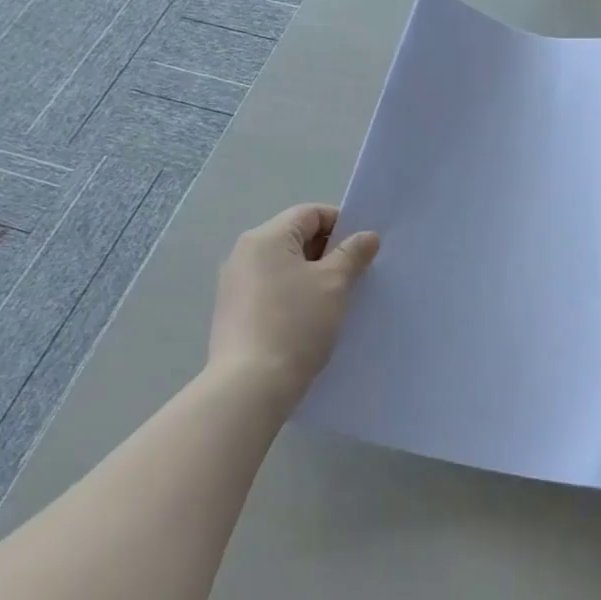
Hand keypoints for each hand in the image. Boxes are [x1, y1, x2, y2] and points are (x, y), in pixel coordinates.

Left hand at [210, 204, 379, 401]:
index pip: (310, 214)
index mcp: (265, 238)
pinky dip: (296, 295)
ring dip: (314, 276)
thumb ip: (352, 254)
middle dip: (329, 252)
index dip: (342, 225)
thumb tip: (366, 236)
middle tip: (355, 276)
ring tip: (337, 300)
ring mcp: (235, 285)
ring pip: (285, 266)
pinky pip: (273, 290)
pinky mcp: (234, 313)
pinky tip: (312, 320)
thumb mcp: (334, 283)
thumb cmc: (296, 323)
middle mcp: (244, 254)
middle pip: (296, 238)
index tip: (363, 250)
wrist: (251, 385)